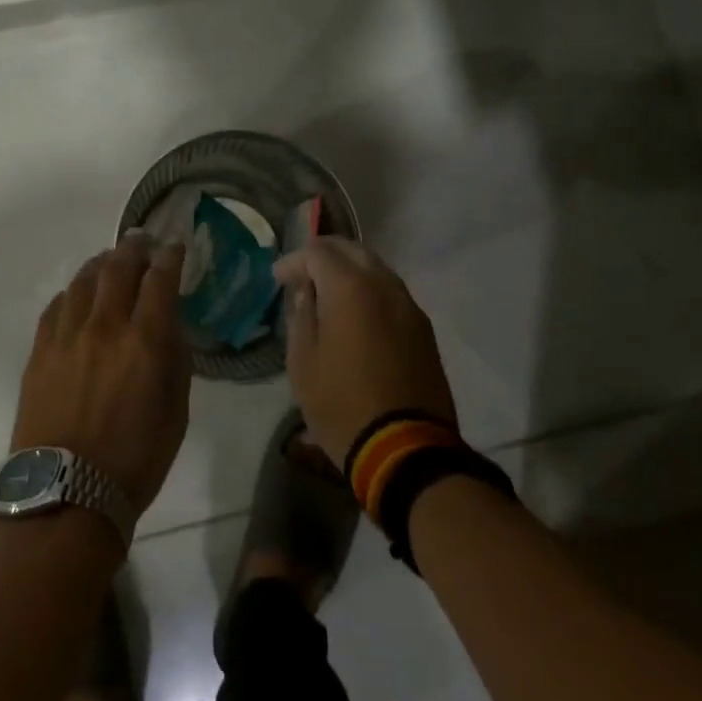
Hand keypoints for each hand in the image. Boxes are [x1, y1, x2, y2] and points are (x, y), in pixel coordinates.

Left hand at [11, 236, 191, 519]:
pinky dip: (71, 293)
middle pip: (118, 268)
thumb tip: (168, 327)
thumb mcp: (176, 413)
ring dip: (101, 264)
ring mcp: (66, 336)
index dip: (169, 256)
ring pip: (83, 281)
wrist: (65, 497)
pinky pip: (56, 307)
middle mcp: (104, 326)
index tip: (175, 246)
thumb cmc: (134, 461)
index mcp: (144, 341)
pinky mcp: (39, 352)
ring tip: (109, 260)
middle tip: (142, 239)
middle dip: (134, 248)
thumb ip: (175, 361)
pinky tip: (77, 295)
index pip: (159, 279)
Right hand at [273, 238, 456, 468]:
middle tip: (303, 275)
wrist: (406, 450)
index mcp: (351, 288)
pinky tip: (355, 314)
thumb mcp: (303, 363)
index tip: (278, 279)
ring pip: (376, 269)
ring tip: (328, 295)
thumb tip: (307, 292)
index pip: (318, 251)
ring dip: (349, 272)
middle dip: (324, 256)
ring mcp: (409, 306)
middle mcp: (384, 285)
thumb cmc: (342, 406)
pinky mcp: (423, 329)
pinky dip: (369, 292)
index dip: (294, 260)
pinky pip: (391, 293)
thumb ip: (301, 316)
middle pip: (352, 250)